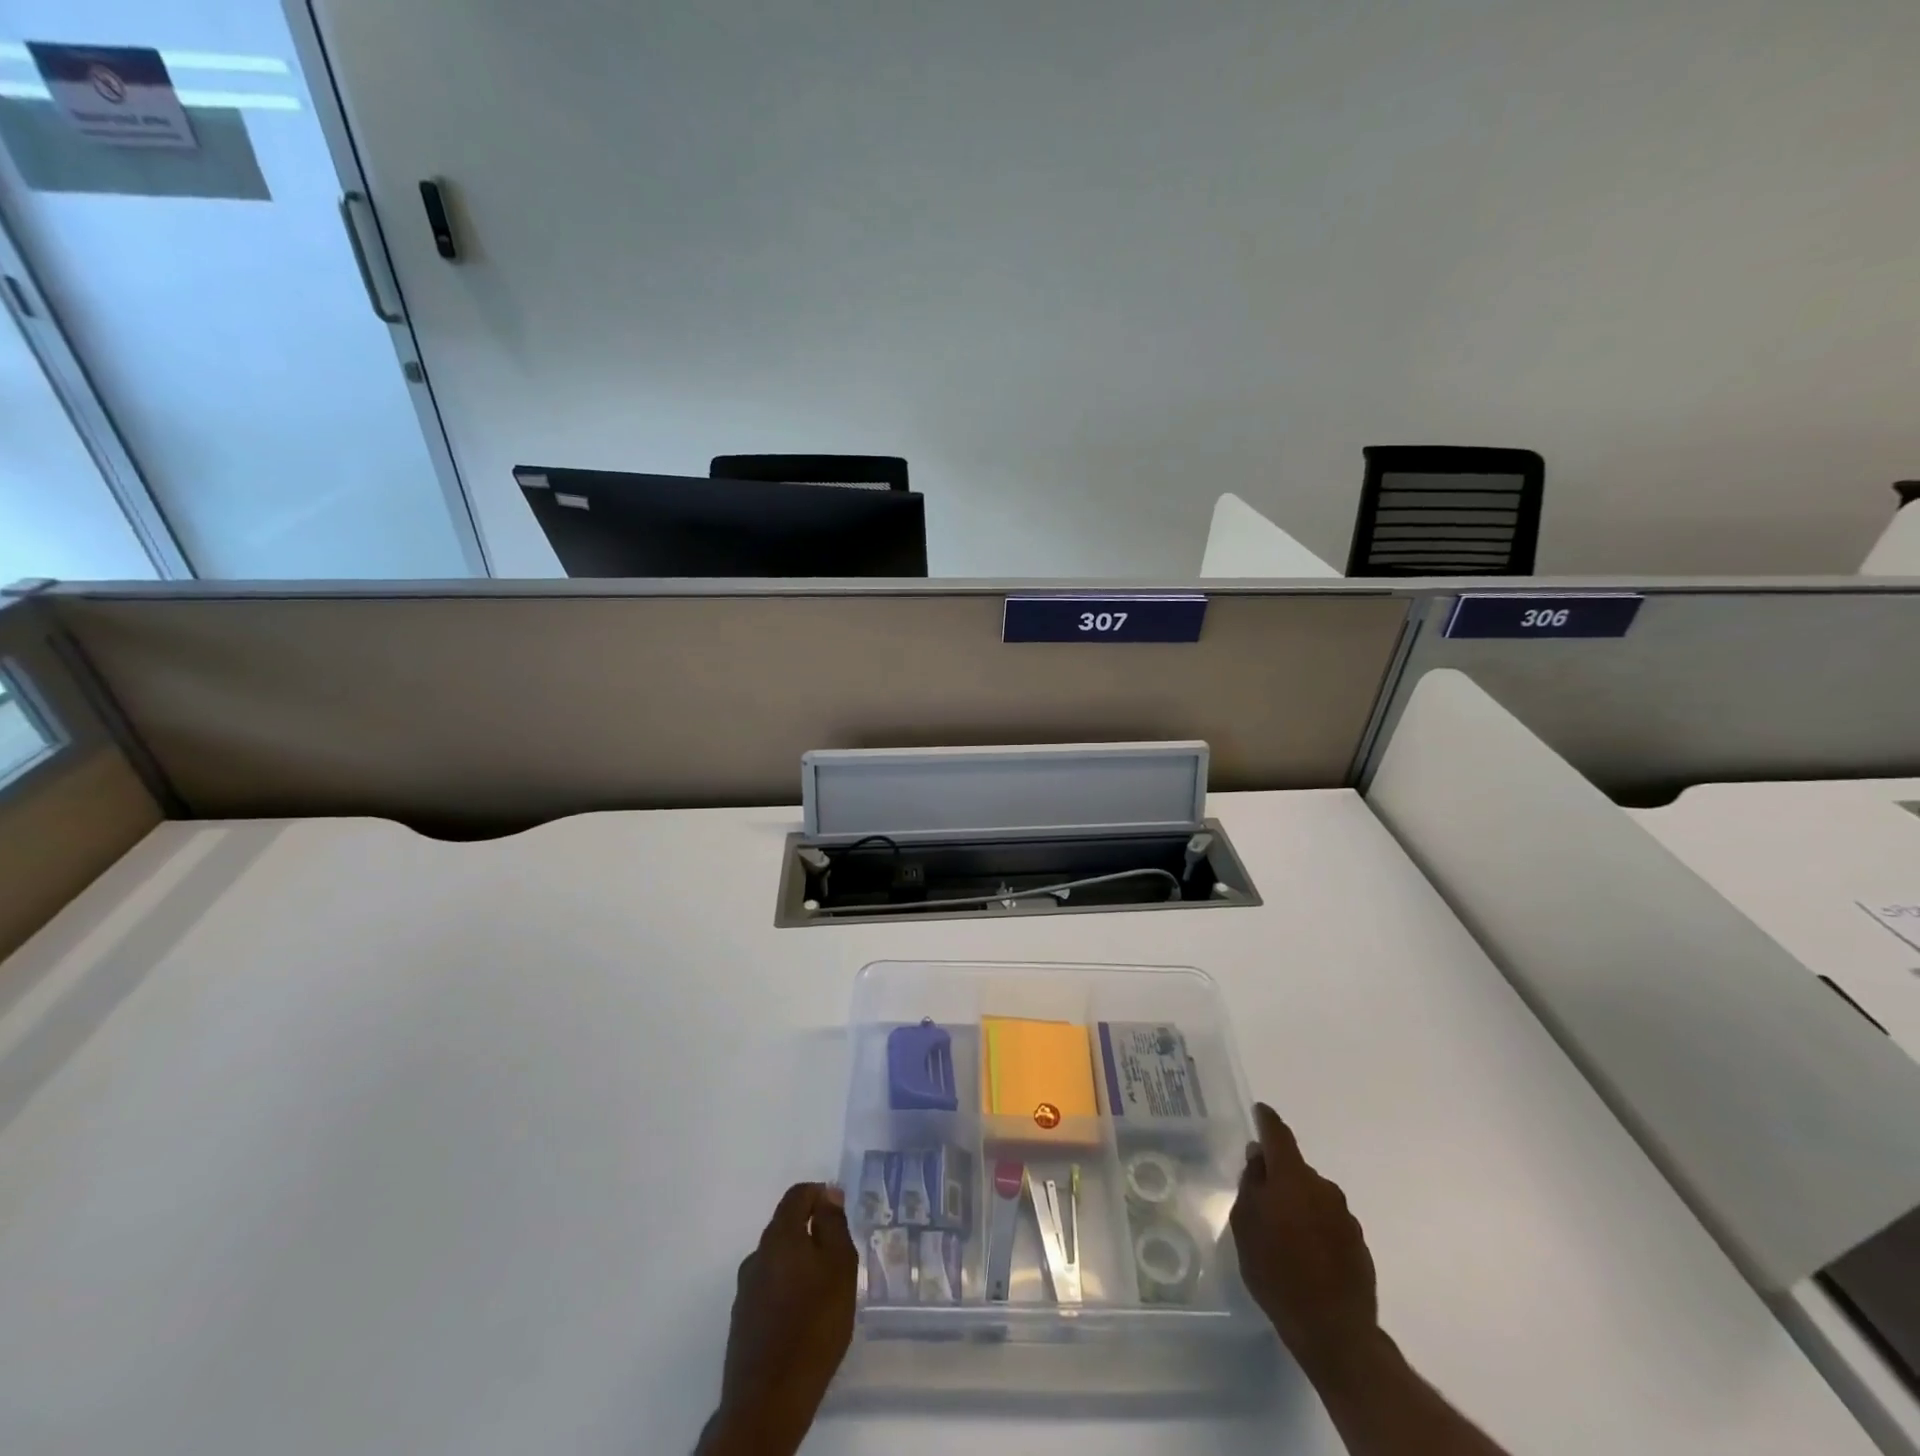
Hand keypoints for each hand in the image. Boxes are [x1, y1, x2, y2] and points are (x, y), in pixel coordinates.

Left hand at [702, 1183, 858, 1455]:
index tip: (839, 1212)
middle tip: (838, 1255)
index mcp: (780, 1236)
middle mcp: (757, 1255)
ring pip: (777, 1260)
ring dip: (799, 1263)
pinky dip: (787, 1290)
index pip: (798, 1195)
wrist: (768, 1400)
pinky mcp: (743, 1321)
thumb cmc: (814, 1324)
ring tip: (823, 1290)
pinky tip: (803, 1316)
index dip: (820, 1194)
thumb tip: (827, 1194)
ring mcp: (745, 1290)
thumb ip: (833, 1225)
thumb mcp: (840, 1267)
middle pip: (786, 1227)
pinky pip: (769, 1289)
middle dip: (811, 1232)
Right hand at [1230, 1102, 1379, 1372]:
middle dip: (1279, 1176)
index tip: (1260, 1111)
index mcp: (1292, 1177)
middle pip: (1296, 1169)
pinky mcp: (1359, 1245)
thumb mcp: (1246, 1225)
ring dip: (1298, 1204)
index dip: (1266, 1120)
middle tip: (1261, 1199)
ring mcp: (1346, 1216)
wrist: (1335, 1332)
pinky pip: (1329, 1222)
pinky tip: (1306, 1254)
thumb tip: (1259, 1158)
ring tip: (1283, 1234)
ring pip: (1313, 1197)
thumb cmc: (1277, 1272)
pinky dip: (1315, 1227)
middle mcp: (1323, 1187)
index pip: (1278, 1134)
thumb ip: (1251, 1184)